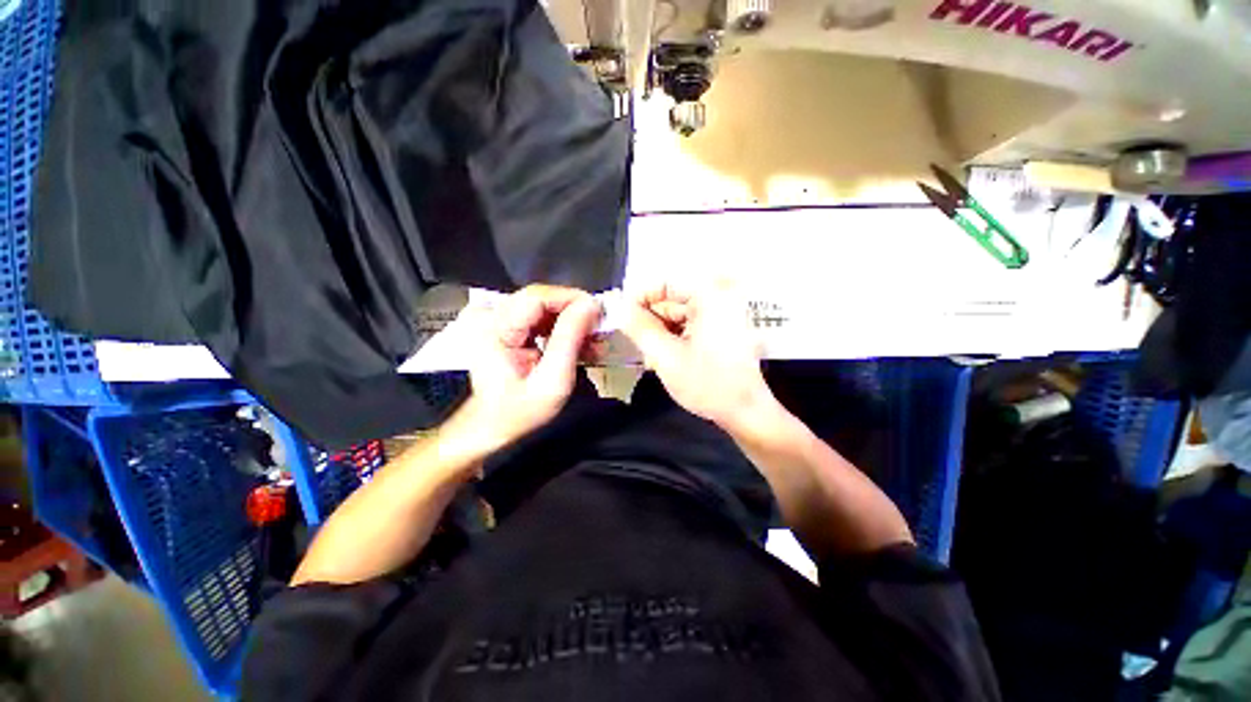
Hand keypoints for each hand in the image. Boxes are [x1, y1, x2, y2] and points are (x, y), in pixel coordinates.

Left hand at [461, 285, 601, 452]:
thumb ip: (570, 339)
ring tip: (594, 344)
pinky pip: (542, 318)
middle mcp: (492, 317)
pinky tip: (581, 346)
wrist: (494, 427)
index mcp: (494, 329)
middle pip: (543, 300)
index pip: (538, 297)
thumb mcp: (553, 379)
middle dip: (576, 313)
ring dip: (573, 323)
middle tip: (600, 331)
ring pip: (546, 308)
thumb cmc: (521, 411)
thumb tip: (591, 304)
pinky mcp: (508, 328)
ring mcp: (498, 321)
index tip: (599, 314)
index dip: (572, 299)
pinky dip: (564, 330)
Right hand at [620, 283, 774, 430]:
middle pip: (672, 298)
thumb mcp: (666, 356)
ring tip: (649, 354)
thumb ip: (640, 328)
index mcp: (710, 296)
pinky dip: (674, 336)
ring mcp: (723, 313)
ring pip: (678, 313)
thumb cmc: (708, 384)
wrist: (746, 413)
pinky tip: (665, 355)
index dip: (638, 298)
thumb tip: (620, 307)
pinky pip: (689, 323)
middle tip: (633, 340)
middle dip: (650, 319)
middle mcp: (719, 297)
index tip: (621, 316)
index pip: (664, 283)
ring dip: (660, 330)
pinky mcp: (722, 328)